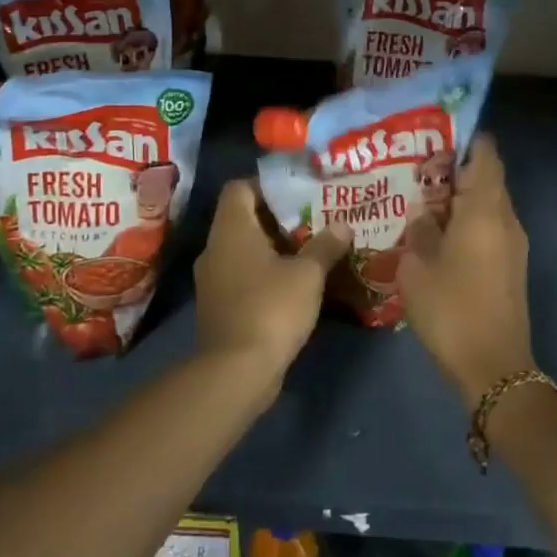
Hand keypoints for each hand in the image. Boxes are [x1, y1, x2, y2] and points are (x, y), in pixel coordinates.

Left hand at [194, 179, 351, 378]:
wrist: (236, 371)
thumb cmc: (271, 308)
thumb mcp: (308, 275)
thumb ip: (325, 246)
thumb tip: (343, 225)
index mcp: (231, 229)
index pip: (239, 188)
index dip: (266, 185)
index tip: (297, 192)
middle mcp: (215, 248)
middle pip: (243, 218)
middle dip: (278, 218)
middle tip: (313, 220)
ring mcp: (212, 279)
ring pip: (243, 249)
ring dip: (273, 248)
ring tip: (309, 250)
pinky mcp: (218, 306)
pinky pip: (242, 276)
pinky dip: (264, 273)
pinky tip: (293, 283)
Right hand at [398, 136, 535, 407]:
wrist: (494, 367)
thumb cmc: (451, 310)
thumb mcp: (416, 269)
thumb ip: (418, 232)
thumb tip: (423, 216)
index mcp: (484, 211)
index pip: (486, 156)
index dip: (466, 140)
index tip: (437, 135)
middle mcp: (506, 220)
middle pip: (488, 178)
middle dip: (457, 169)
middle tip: (419, 168)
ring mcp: (513, 245)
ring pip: (489, 205)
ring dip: (461, 198)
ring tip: (423, 200)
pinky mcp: (512, 267)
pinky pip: (491, 228)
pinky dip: (468, 221)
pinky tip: (439, 234)